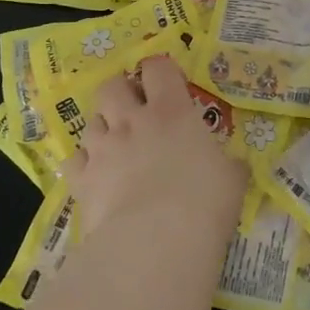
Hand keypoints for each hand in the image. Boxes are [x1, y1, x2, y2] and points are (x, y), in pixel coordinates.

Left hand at [65, 56, 244, 238]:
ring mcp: (103, 148)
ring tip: (116, 146)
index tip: (168, 83)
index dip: (160, 70)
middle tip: (135, 111)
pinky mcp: (82, 180)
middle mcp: (132, 121)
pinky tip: (96, 176)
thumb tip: (235, 164)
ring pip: (91, 121)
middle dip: (121, 93)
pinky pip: (74, 160)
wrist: (156, 242)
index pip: (158, 68)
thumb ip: (229, 164)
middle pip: (112, 86)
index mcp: (172, 110)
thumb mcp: (232, 178)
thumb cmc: (204, 201)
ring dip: (103, 128)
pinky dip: (85, 163)